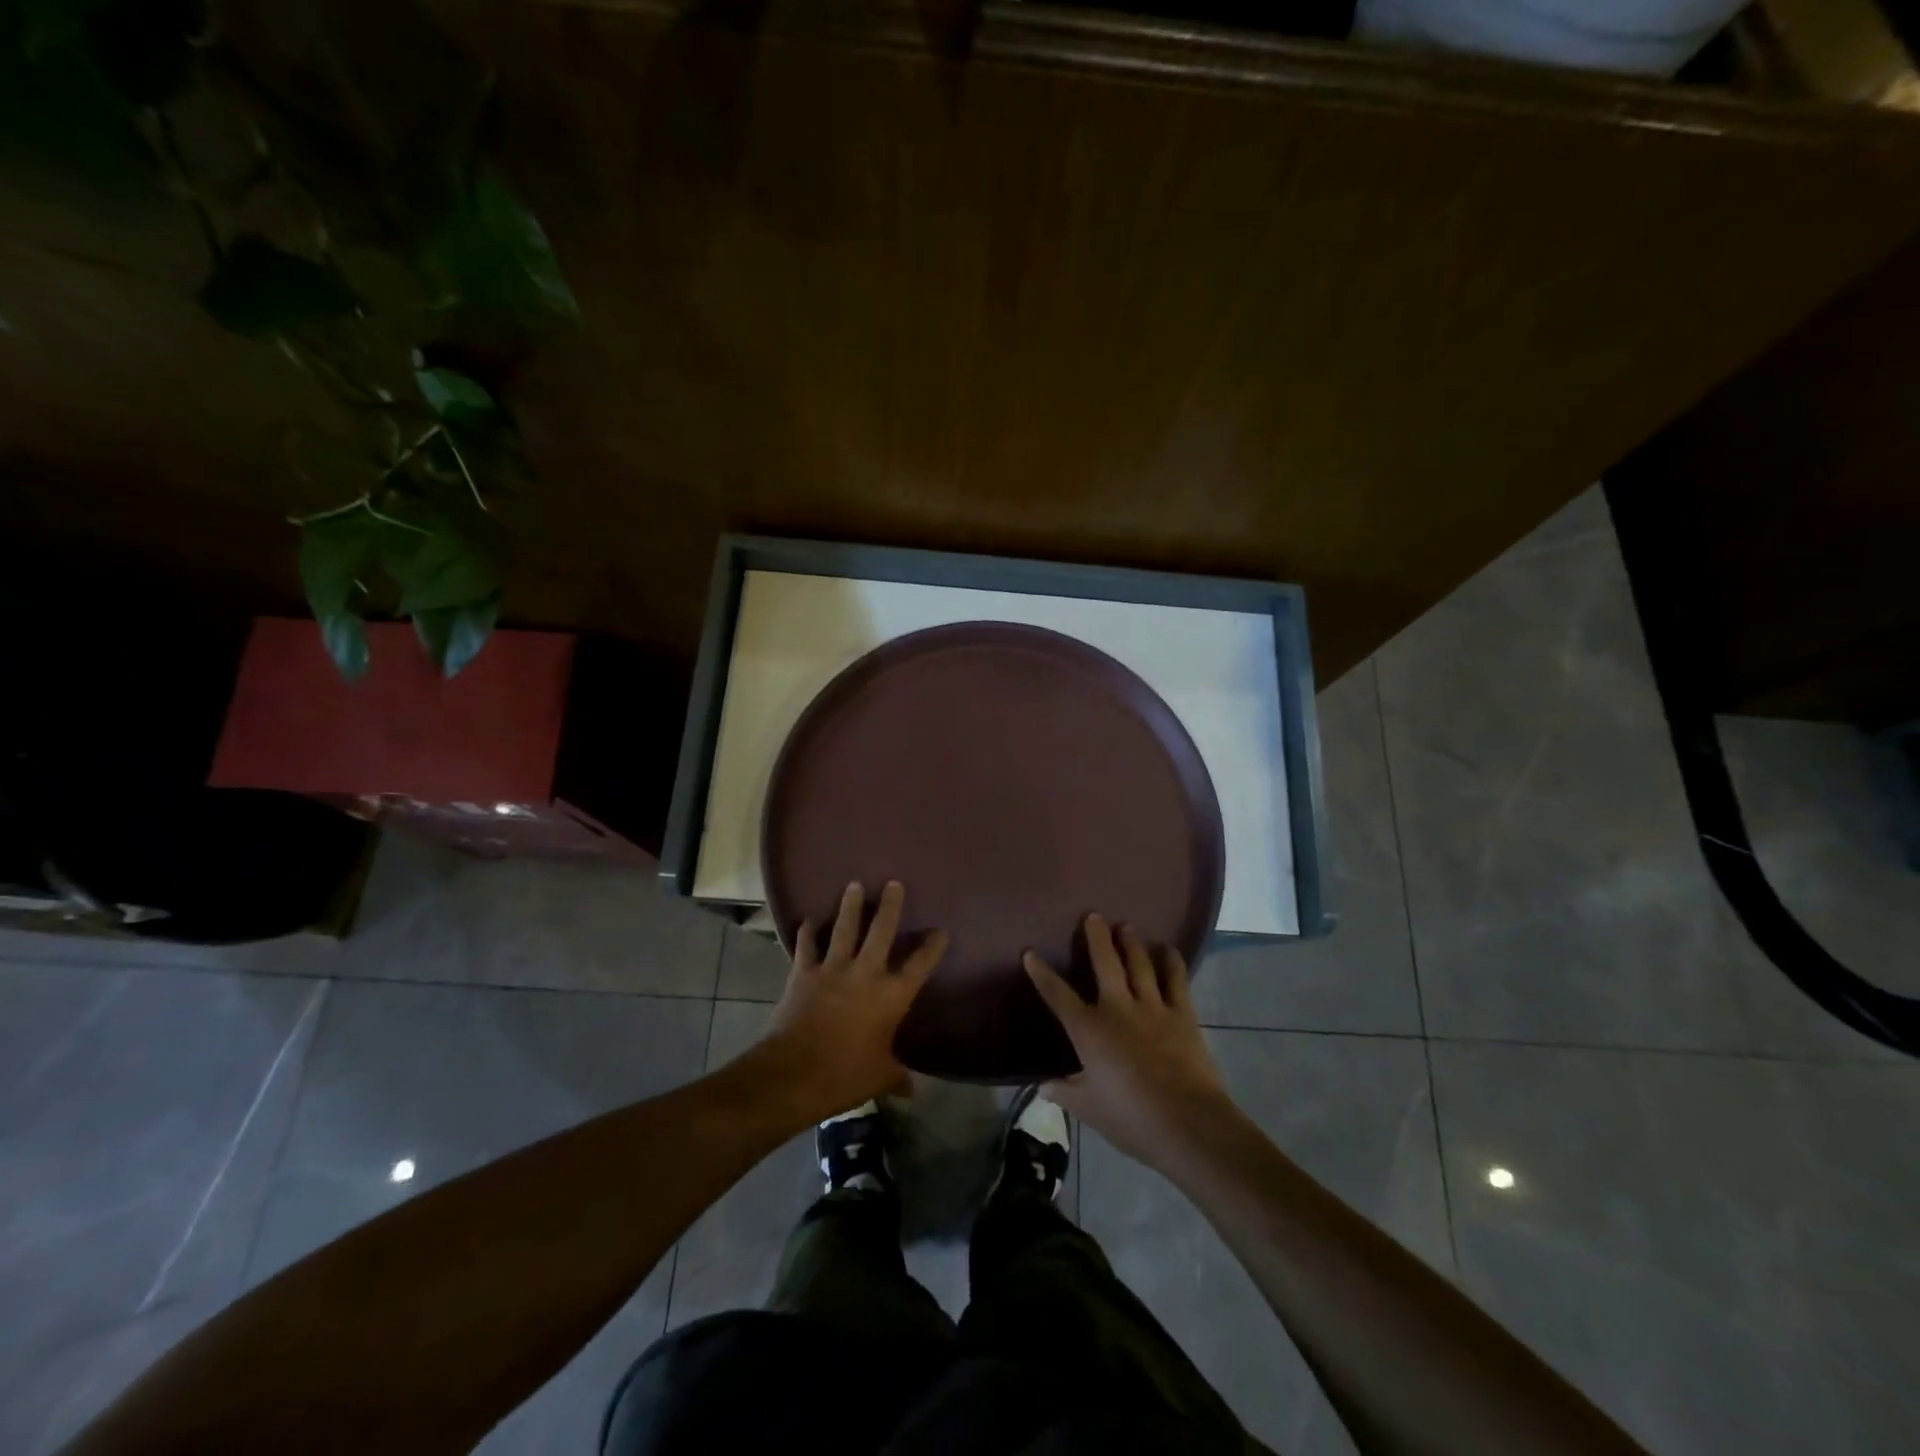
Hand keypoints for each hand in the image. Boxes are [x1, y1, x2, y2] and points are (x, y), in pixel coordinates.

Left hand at [764, 880, 947, 1118]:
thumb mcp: (879, 1077)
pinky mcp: (803, 974)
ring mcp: (832, 970)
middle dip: (889, 906)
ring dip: (849, 906)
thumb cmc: (845, 1076)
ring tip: (853, 884)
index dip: (932, 947)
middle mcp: (865, 974)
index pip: (919, 966)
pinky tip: (806, 918)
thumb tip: (912, 1091)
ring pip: (843, 929)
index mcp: (891, 997)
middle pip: (881, 932)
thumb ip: (897, 1077)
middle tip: (893, 883)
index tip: (941, 930)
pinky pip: (806, 947)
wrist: (794, 1073)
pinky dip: (806, 932)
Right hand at [1024, 914, 1231, 1172]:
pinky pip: (1175, 980)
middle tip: (1093, 915)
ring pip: (1139, 964)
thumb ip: (1065, 1092)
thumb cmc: (1131, 1119)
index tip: (1030, 952)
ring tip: (1126, 926)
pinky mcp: (1182, 1015)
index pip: (1058, 995)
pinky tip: (1168, 949)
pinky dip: (1171, 962)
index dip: (1042, 973)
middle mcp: (1117, 1008)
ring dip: (1131, 943)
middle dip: (1096, 937)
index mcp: (1089, 1030)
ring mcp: (1152, 1007)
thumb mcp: (1089, 1110)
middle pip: (1104, 963)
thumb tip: (1044, 1086)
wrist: (1188, 1123)